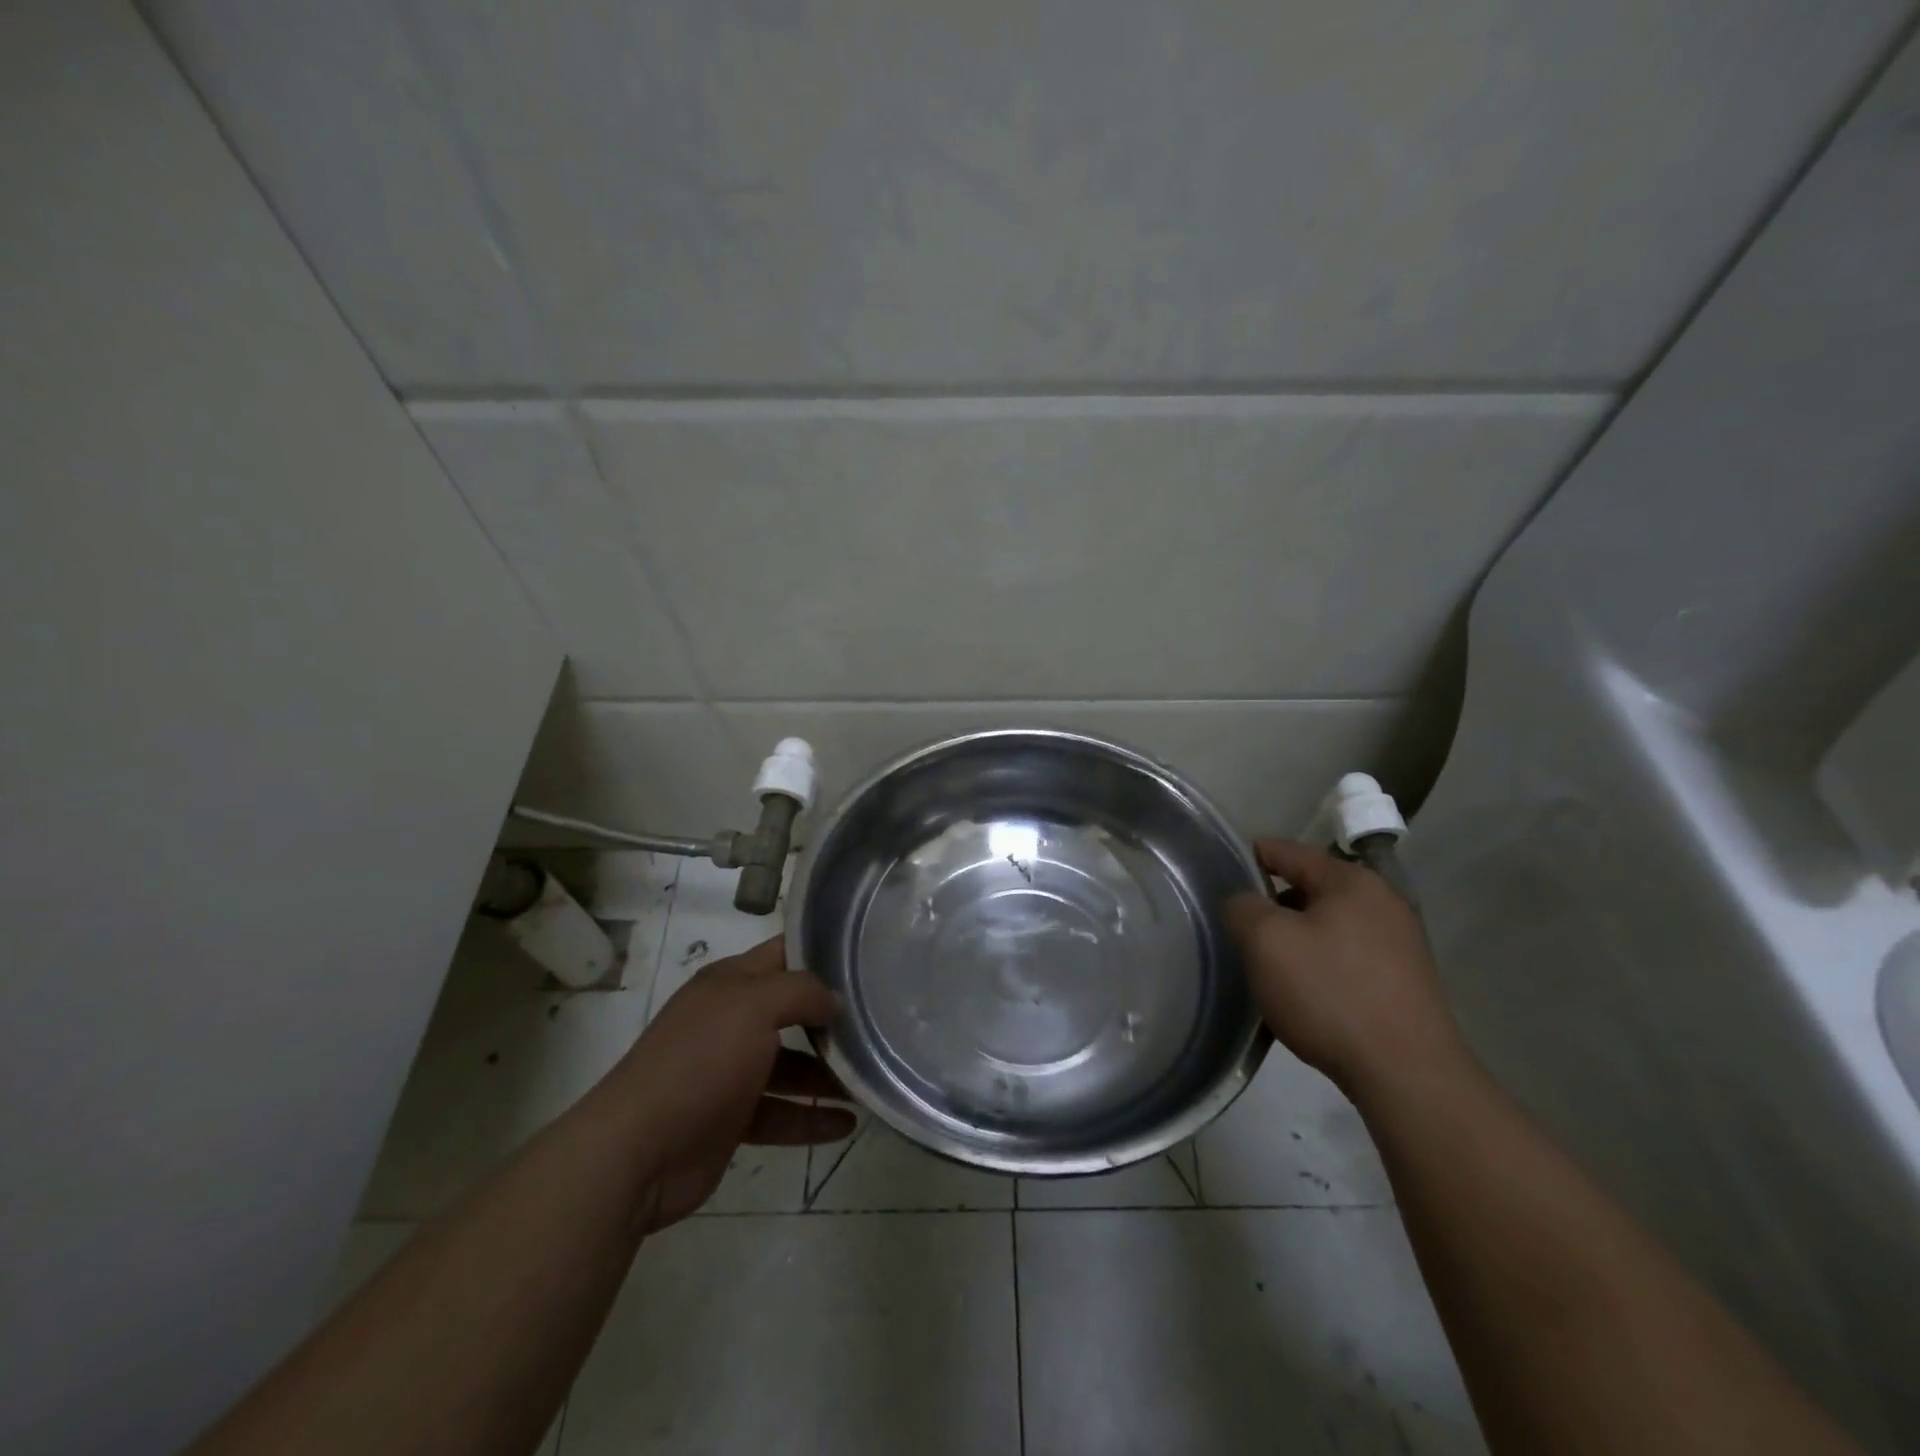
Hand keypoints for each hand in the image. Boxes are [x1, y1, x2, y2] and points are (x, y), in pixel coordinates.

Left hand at [611, 937, 856, 1231]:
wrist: (637, 1153)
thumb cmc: (699, 1062)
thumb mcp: (753, 1007)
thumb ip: (800, 992)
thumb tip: (835, 1001)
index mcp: (729, 985)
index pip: (782, 954)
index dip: (820, 954)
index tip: (866, 960)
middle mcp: (729, 1022)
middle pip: (790, 1012)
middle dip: (830, 1018)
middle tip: (878, 1021)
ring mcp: (729, 1073)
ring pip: (790, 1066)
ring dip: (826, 1074)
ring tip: (870, 1080)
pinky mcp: (731, 1119)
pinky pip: (781, 1114)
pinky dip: (811, 1118)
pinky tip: (846, 1124)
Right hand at [1225, 839, 1464, 1095]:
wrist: (1406, 1074)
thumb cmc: (1329, 992)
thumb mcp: (1265, 941)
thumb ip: (1242, 907)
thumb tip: (1244, 903)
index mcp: (1351, 881)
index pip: (1288, 852)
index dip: (1251, 856)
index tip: (1221, 868)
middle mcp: (1382, 903)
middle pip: (1310, 889)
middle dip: (1273, 905)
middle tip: (1240, 928)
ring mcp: (1400, 944)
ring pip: (1328, 926)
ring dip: (1297, 938)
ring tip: (1268, 965)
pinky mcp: (1404, 982)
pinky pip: (1347, 958)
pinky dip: (1320, 965)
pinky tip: (1304, 993)